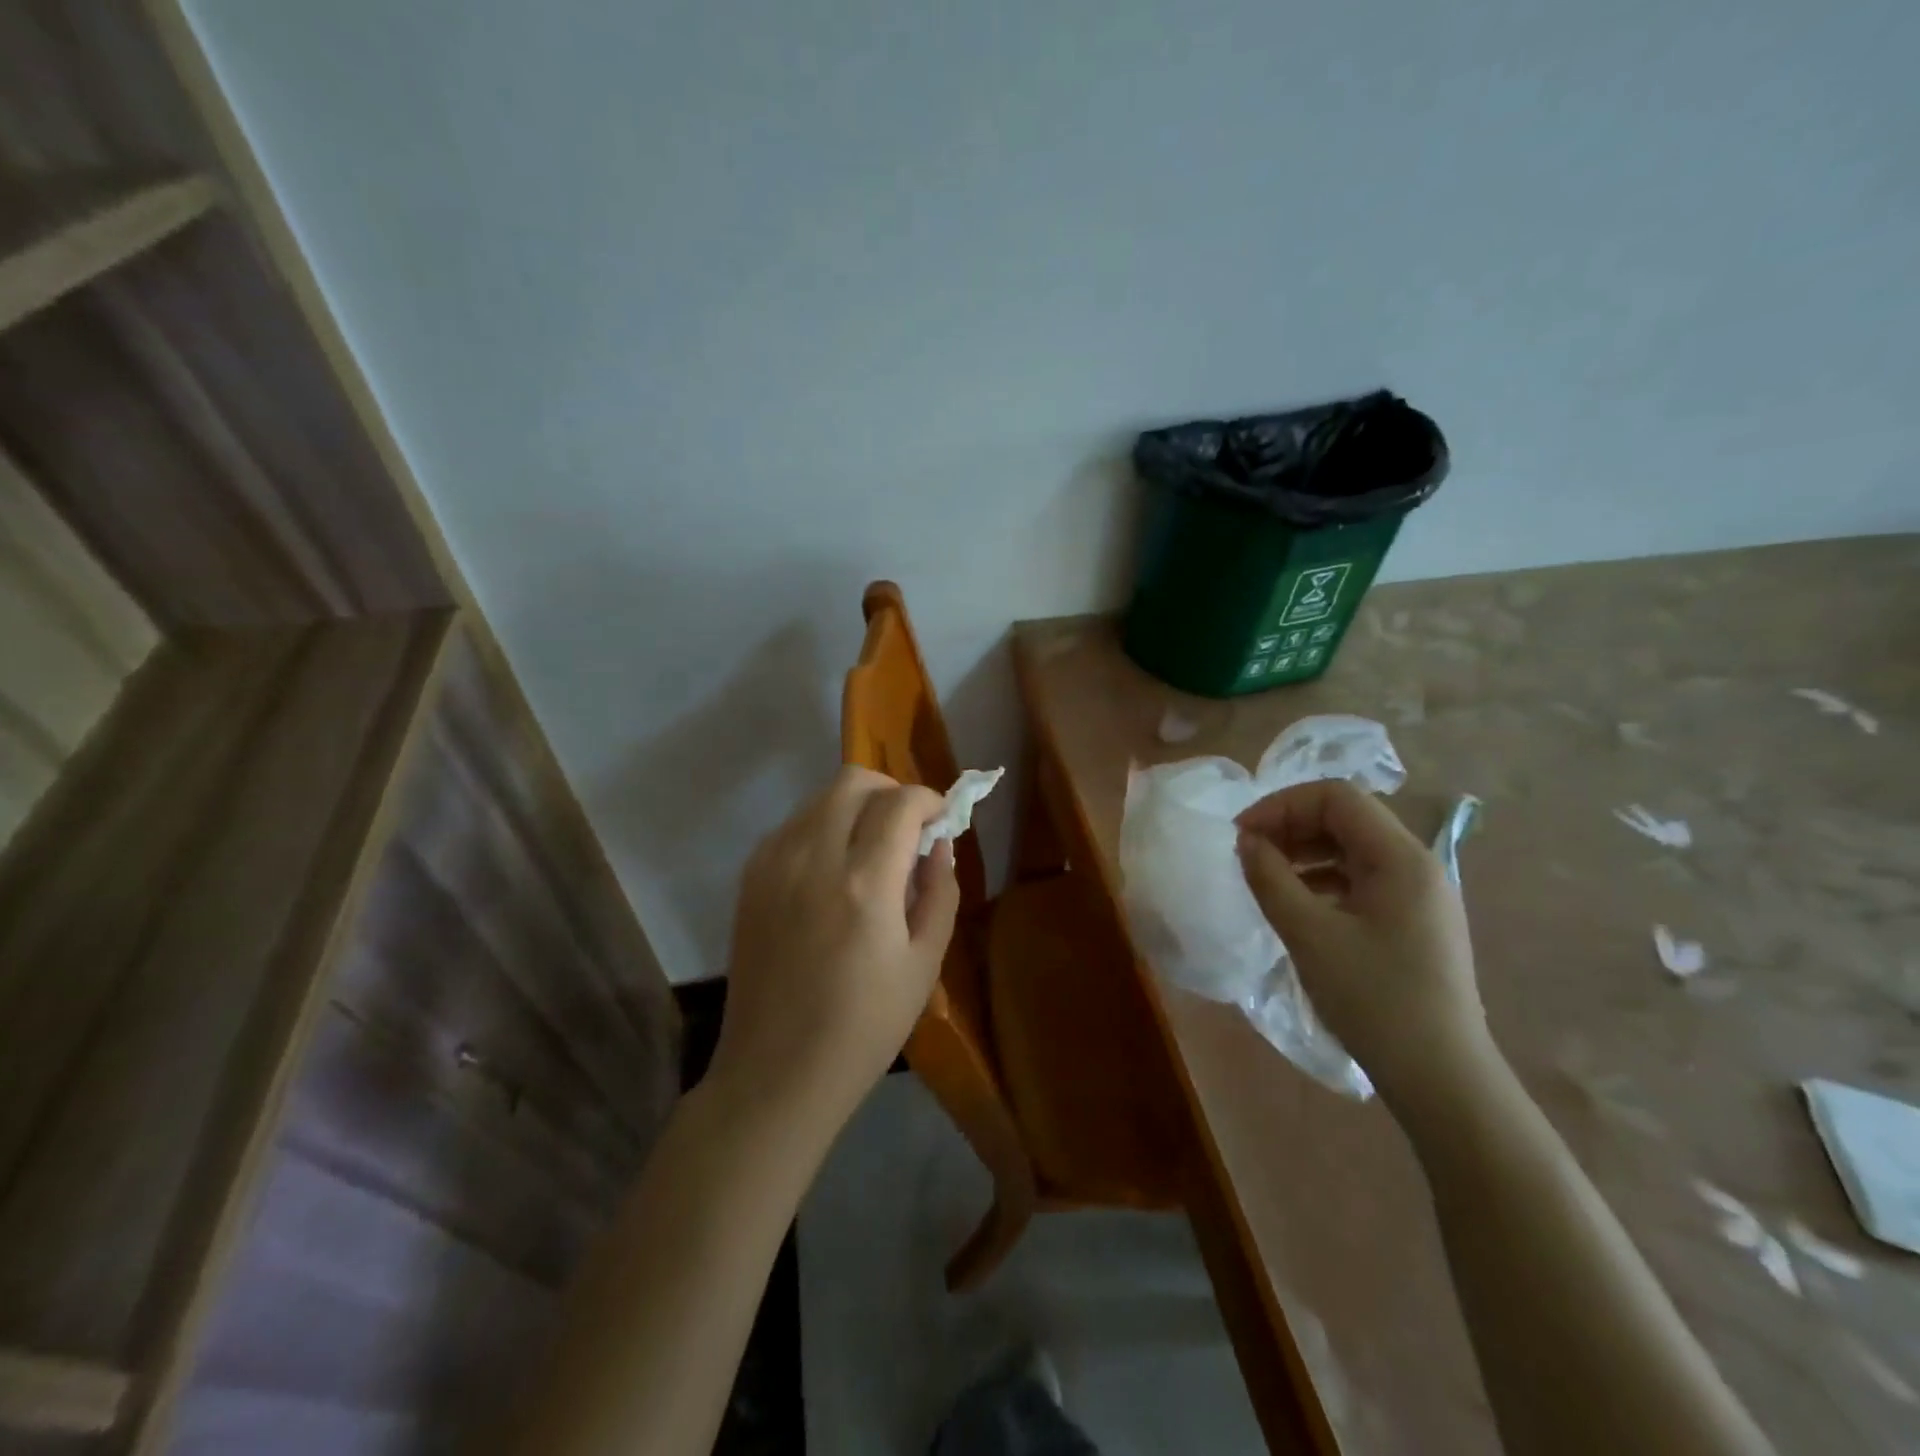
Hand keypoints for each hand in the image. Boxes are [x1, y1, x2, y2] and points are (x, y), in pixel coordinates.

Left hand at [711, 766, 960, 1120]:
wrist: (776, 1073)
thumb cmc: (864, 1028)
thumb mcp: (925, 964)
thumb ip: (939, 892)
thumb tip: (939, 845)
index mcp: (865, 884)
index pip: (901, 803)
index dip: (930, 800)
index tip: (941, 820)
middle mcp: (813, 858)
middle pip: (853, 780)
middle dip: (891, 790)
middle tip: (908, 827)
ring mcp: (773, 864)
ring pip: (820, 798)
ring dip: (855, 807)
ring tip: (871, 849)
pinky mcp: (750, 878)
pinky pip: (793, 825)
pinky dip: (822, 827)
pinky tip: (833, 869)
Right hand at [1235, 779, 1493, 1110]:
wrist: (1441, 1078)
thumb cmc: (1373, 999)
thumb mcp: (1308, 934)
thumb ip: (1270, 877)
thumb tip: (1247, 841)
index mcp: (1400, 858)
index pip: (1336, 797)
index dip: (1282, 805)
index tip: (1242, 834)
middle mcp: (1417, 865)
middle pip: (1346, 818)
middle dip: (1291, 825)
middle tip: (1248, 852)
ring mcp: (1420, 894)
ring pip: (1353, 848)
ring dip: (1305, 851)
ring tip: (1265, 876)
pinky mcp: (1414, 921)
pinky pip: (1363, 879)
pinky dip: (1324, 878)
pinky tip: (1297, 903)